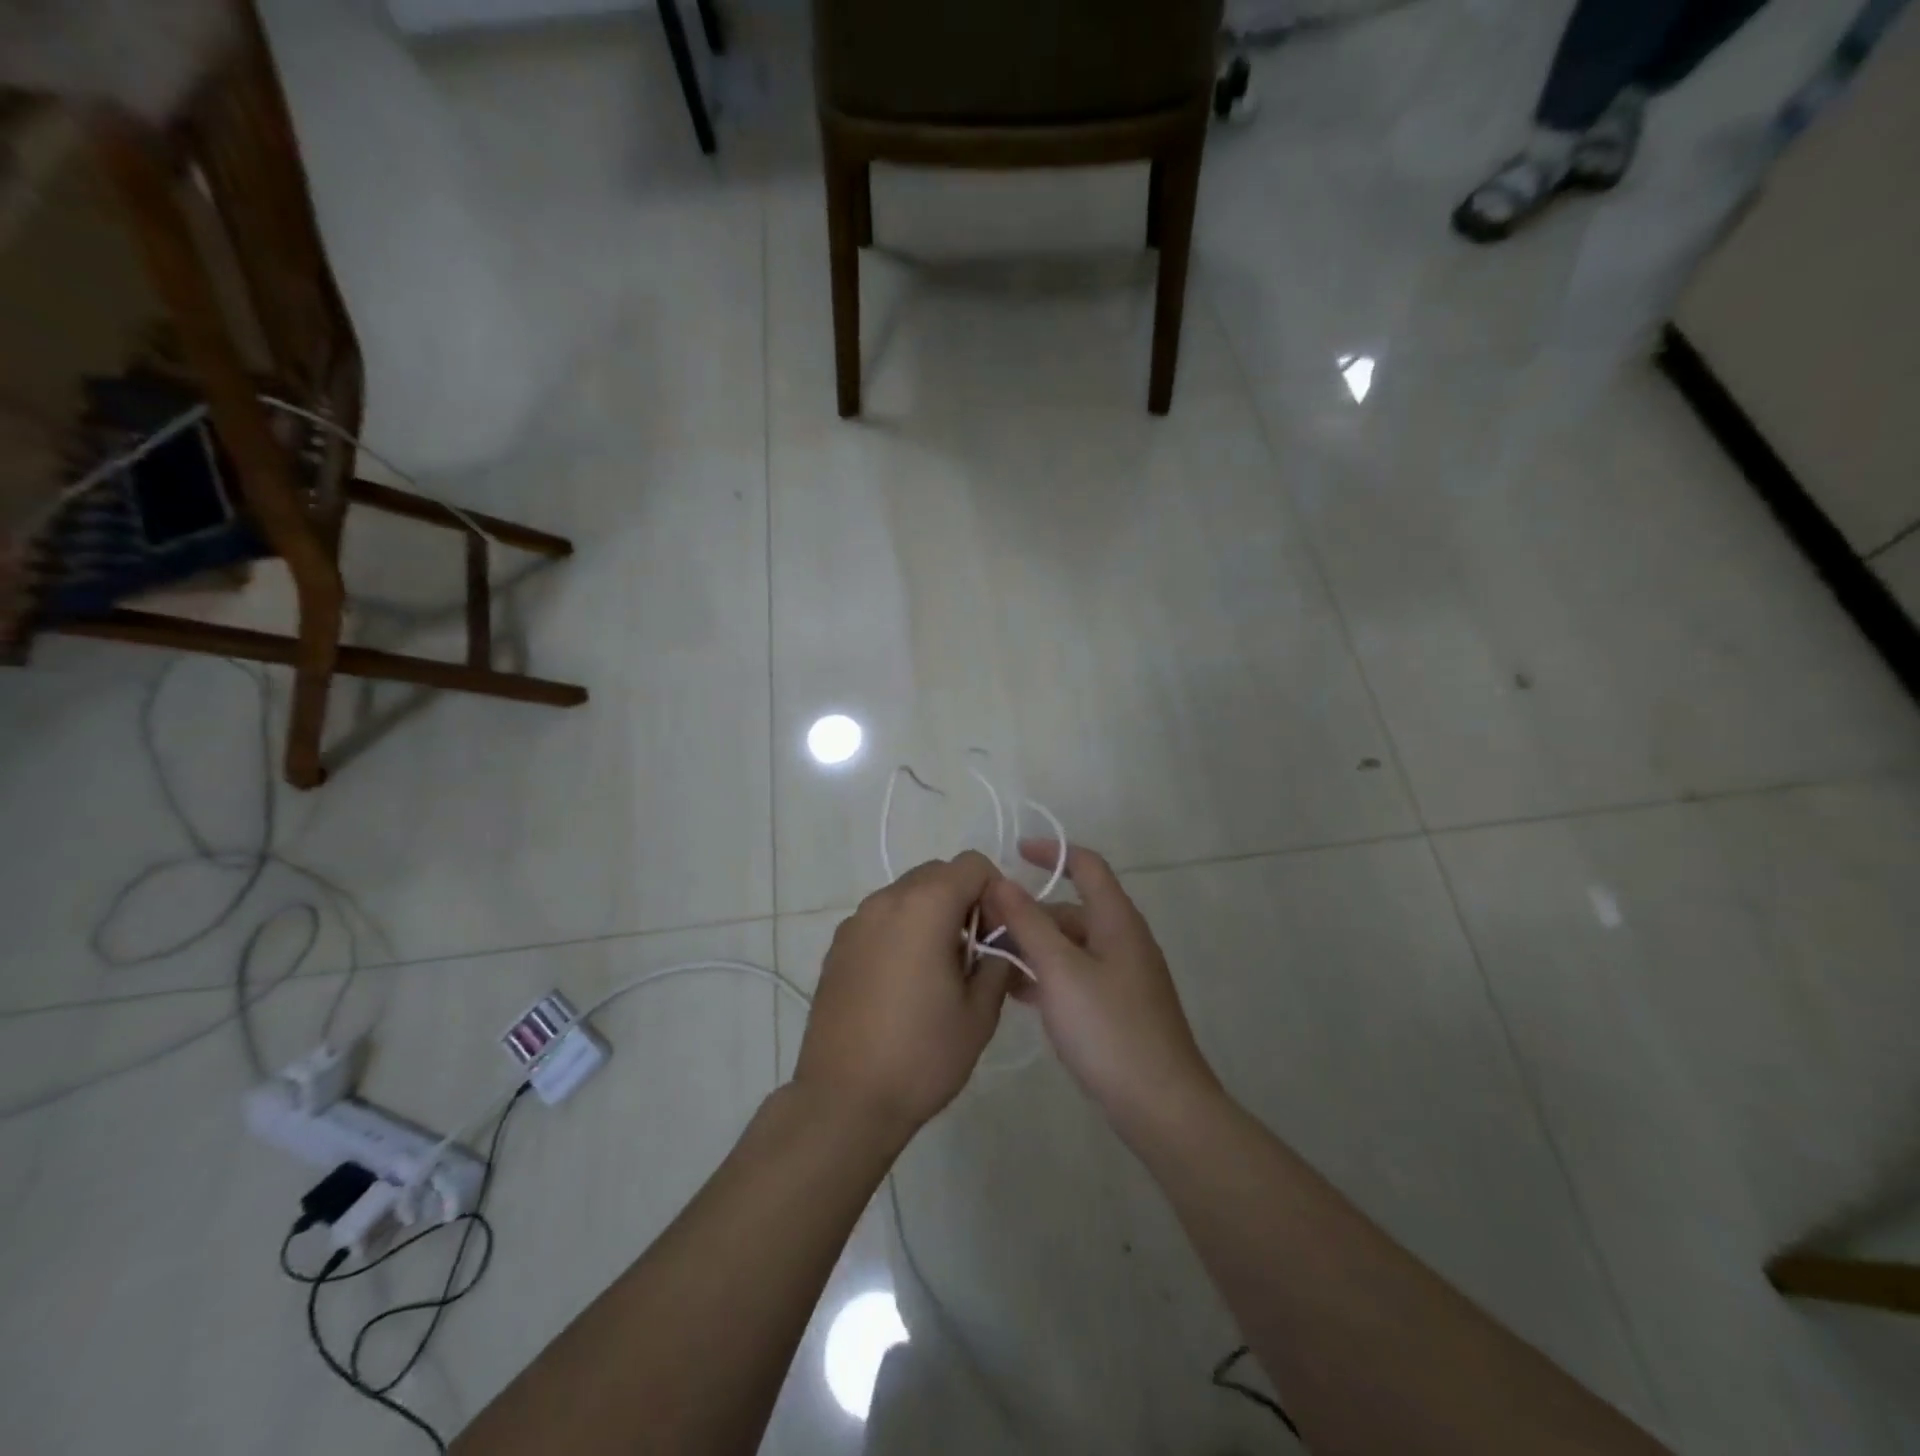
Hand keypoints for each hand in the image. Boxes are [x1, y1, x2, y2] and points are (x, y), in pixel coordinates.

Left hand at [794, 852, 1013, 1137]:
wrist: (844, 1100)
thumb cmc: (921, 1055)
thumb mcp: (980, 1012)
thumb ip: (998, 961)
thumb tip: (999, 941)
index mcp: (925, 906)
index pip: (972, 865)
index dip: (995, 892)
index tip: (998, 935)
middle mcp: (886, 901)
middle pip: (937, 874)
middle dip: (963, 900)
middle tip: (974, 952)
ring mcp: (855, 922)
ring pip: (906, 896)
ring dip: (931, 915)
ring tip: (938, 971)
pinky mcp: (837, 947)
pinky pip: (881, 920)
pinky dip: (901, 932)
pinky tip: (903, 983)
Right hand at [983, 841, 1219, 1132]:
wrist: (1161, 1106)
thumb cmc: (1109, 1028)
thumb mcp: (1060, 970)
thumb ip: (1028, 923)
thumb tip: (999, 880)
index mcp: (1116, 920)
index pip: (1086, 865)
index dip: (1051, 853)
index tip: (1013, 852)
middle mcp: (1122, 940)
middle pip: (1071, 910)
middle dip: (1028, 912)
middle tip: (982, 925)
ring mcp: (1121, 976)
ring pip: (1069, 946)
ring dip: (1032, 946)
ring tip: (988, 959)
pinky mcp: (1116, 1007)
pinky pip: (1074, 976)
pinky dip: (1046, 975)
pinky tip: (1015, 993)